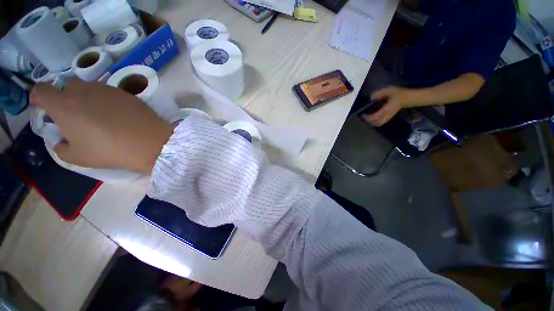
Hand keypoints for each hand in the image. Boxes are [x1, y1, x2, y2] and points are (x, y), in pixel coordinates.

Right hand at [30, 79, 173, 173]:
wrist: (151, 143)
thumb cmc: (110, 151)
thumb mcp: (77, 157)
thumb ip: (61, 147)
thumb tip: (61, 139)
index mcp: (63, 105)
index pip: (41, 90)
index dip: (38, 97)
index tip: (42, 106)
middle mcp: (83, 91)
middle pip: (66, 87)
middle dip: (64, 98)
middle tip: (74, 115)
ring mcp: (107, 89)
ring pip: (88, 88)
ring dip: (86, 98)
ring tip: (97, 116)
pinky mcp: (126, 93)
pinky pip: (108, 93)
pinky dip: (106, 100)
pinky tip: (117, 115)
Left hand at [361, 86, 410, 125]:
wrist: (408, 98)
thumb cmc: (399, 94)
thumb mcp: (389, 90)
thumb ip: (379, 93)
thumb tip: (371, 98)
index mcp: (386, 110)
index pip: (375, 117)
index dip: (367, 117)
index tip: (362, 114)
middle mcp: (387, 115)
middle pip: (376, 122)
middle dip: (368, 121)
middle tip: (363, 116)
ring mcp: (388, 117)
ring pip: (378, 123)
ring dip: (372, 122)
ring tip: (367, 118)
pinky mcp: (389, 117)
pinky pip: (381, 122)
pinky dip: (375, 122)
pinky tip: (372, 118)